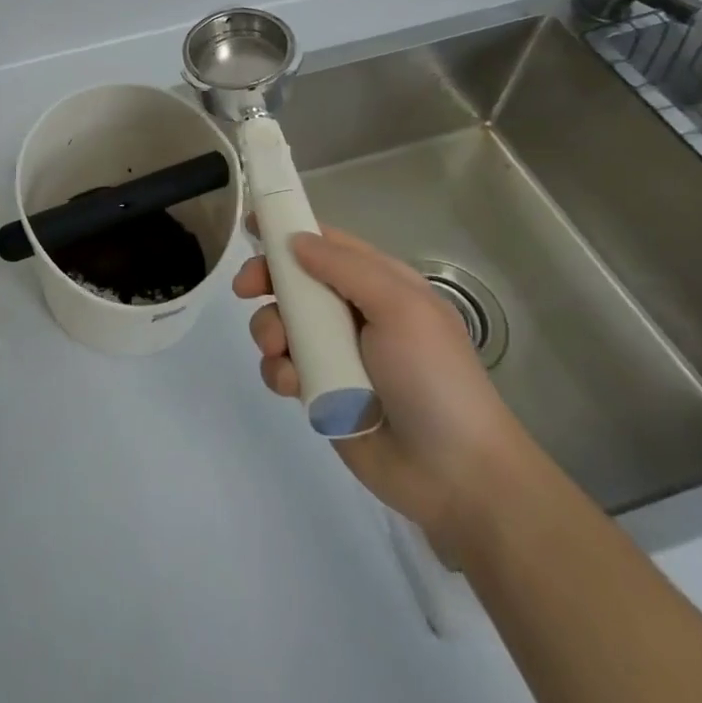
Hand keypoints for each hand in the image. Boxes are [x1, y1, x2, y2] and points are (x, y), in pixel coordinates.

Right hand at [234, 225, 533, 554]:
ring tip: (278, 350)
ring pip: (281, 323)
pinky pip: (281, 367)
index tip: (250, 226)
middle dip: (266, 281)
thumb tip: (295, 241)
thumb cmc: (434, 379)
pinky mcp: (320, 391)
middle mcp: (354, 313)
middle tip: (245, 289)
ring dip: (268, 330)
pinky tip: (291, 386)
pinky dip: (277, 370)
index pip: (327, 244)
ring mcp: (335, 353)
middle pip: (294, 281)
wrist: (456, 476)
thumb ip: (345, 268)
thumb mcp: (401, 308)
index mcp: (380, 285)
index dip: (289, 231)